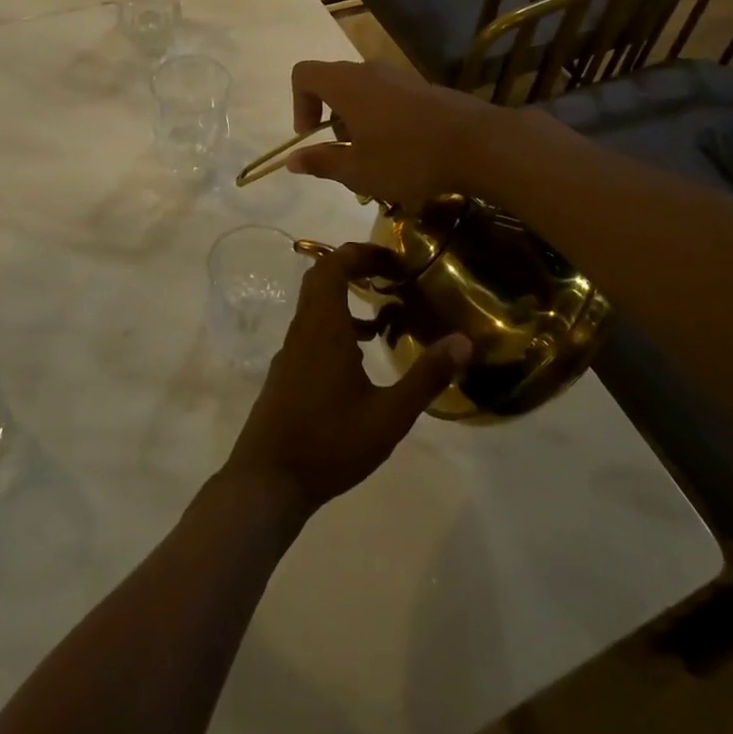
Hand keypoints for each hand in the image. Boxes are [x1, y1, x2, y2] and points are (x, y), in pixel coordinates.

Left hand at [222, 243, 470, 515]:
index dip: (362, 252)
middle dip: (356, 268)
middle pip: (322, 278)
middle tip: (392, 276)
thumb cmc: (330, 444)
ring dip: (347, 298)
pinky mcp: (287, 371)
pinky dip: (338, 325)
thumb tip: (464, 341)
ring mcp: (291, 350)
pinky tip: (363, 357)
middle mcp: (303, 329)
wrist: (268, 481)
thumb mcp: (389, 416)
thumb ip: (426, 377)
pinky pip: (313, 330)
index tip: (394, 258)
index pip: (334, 265)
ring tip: (387, 315)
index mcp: (323, 327)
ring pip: (316, 306)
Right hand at [286, 60, 506, 208]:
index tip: (312, 137)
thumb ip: (322, 163)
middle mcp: (370, 71)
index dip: (298, 104)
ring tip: (375, 160)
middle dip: (331, 119)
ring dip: (358, 122)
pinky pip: (389, 97)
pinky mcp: (424, 88)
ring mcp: (400, 76)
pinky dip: (383, 120)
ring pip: (363, 92)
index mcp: (346, 84)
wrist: (479, 144)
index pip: (303, 74)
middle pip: (334, 83)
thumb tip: (291, 161)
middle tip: (345, 155)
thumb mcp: (358, 170)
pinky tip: (404, 153)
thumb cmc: (408, 157)